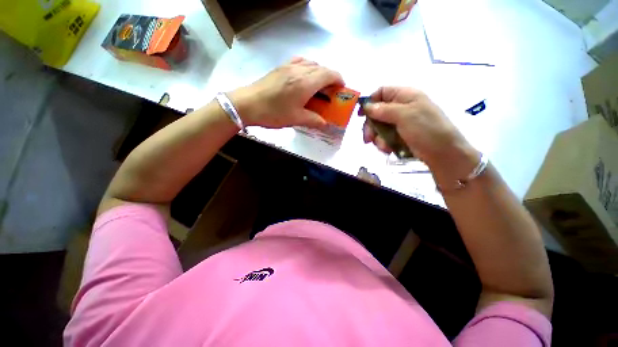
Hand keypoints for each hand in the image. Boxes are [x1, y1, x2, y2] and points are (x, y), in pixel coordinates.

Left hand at [228, 57, 343, 128]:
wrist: (247, 104)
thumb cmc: (273, 112)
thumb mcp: (296, 119)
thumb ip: (313, 120)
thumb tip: (325, 124)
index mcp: (305, 83)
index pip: (329, 74)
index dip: (338, 79)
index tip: (342, 88)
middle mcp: (299, 70)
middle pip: (321, 68)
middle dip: (330, 77)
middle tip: (331, 91)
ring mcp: (289, 66)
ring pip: (311, 63)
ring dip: (319, 72)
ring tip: (319, 86)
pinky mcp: (281, 67)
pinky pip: (300, 61)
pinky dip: (308, 67)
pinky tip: (304, 77)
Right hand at [361, 87, 479, 181]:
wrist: (442, 153)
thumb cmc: (426, 129)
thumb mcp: (404, 115)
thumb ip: (384, 109)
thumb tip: (366, 106)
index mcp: (405, 96)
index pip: (382, 92)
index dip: (370, 102)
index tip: (361, 115)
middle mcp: (401, 107)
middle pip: (377, 113)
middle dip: (371, 126)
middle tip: (368, 139)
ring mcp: (400, 123)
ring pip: (379, 127)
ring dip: (378, 138)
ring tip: (384, 147)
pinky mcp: (400, 135)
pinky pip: (385, 137)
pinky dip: (384, 144)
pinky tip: (388, 149)